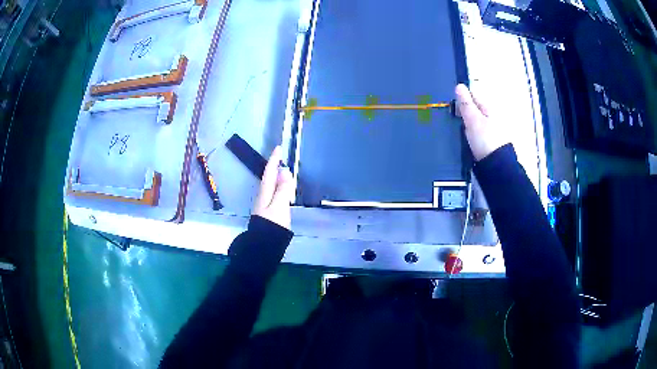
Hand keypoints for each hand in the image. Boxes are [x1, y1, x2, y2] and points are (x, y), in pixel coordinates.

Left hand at [253, 146, 294, 229]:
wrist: (265, 244)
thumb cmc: (273, 224)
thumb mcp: (280, 205)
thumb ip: (283, 189)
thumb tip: (285, 171)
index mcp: (265, 192)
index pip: (270, 172)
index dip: (274, 160)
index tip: (277, 148)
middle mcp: (263, 196)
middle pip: (268, 178)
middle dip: (274, 167)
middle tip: (280, 158)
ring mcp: (264, 205)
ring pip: (270, 186)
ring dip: (276, 177)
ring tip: (283, 172)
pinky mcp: (268, 212)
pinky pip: (273, 194)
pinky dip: (278, 188)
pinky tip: (282, 191)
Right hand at [455, 84, 509, 160]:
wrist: (496, 166)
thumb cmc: (485, 140)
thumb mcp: (473, 119)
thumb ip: (466, 104)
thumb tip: (459, 86)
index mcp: (489, 107)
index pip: (473, 94)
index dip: (462, 98)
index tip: (453, 107)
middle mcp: (491, 116)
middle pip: (474, 108)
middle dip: (464, 111)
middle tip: (454, 119)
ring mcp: (491, 129)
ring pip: (474, 120)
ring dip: (466, 123)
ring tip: (457, 130)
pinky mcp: (488, 141)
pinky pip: (476, 131)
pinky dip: (470, 133)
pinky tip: (465, 139)